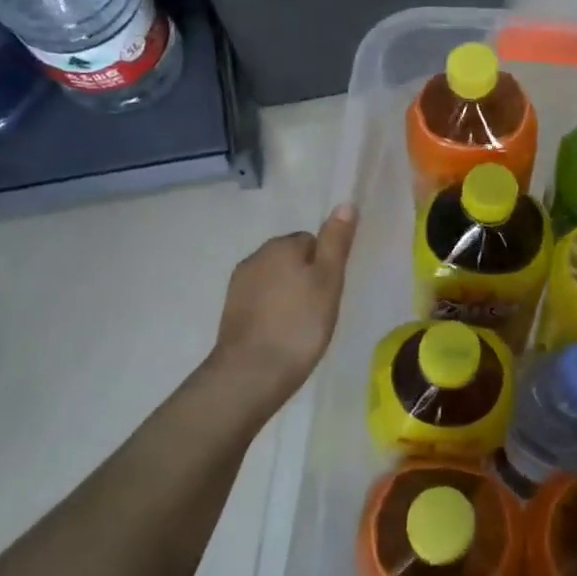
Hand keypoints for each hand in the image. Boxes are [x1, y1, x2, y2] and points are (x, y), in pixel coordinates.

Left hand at [210, 205, 356, 409]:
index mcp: (280, 245)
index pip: (312, 241)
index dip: (326, 265)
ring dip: (289, 295)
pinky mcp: (231, 311)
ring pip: (275, 280)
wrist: (251, 373)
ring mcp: (239, 285)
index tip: (331, 292)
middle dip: (306, 278)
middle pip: (292, 258)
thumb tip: (345, 203)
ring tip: (302, 326)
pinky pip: (261, 301)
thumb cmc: (300, 324)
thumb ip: (336, 241)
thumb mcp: (329, 280)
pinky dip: (273, 312)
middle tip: (320, 310)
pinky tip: (282, 334)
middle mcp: (255, 257)